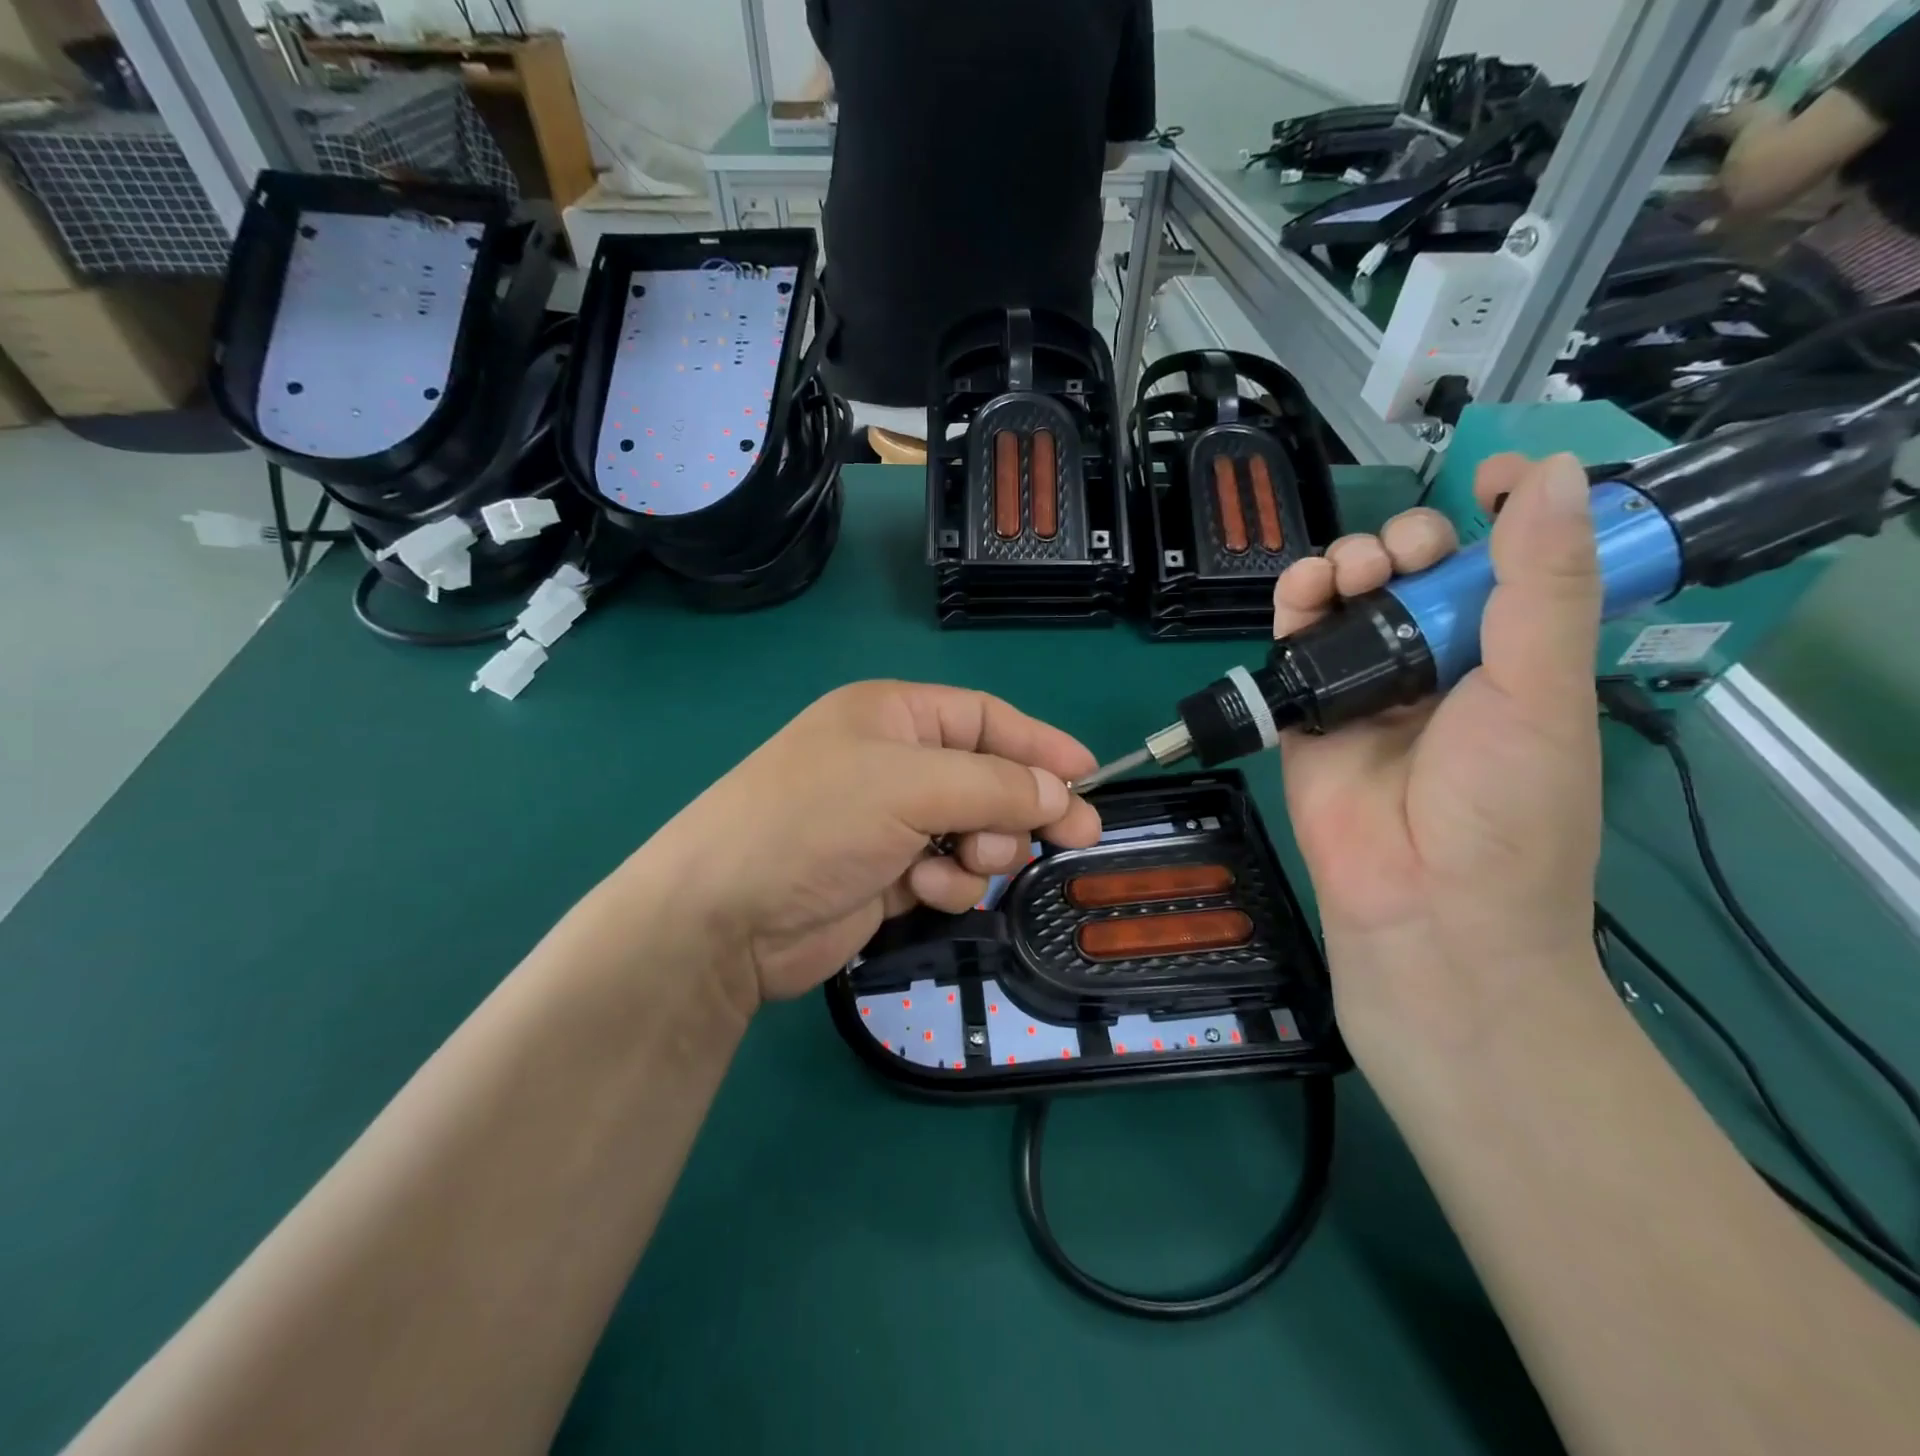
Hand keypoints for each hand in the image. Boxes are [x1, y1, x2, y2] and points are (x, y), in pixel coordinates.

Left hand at [636, 682, 1100, 1016]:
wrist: (727, 917)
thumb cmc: (817, 821)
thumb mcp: (911, 786)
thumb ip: (994, 785)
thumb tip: (1060, 792)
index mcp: (894, 717)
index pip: (986, 718)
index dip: (1040, 744)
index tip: (1089, 775)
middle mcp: (893, 762)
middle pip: (987, 776)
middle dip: (1020, 806)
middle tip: (1072, 836)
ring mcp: (888, 821)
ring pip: (973, 829)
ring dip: (982, 848)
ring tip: (968, 862)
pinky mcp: (885, 874)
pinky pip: (946, 871)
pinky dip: (947, 883)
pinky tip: (924, 891)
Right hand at [1272, 456, 1603, 1053]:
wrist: (1422, 904)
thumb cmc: (1504, 805)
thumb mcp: (1542, 690)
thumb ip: (1542, 585)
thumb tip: (1545, 474)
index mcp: (1512, 659)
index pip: (1508, 568)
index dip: (1501, 516)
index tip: (1485, 480)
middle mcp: (1439, 666)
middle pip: (1416, 576)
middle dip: (1407, 544)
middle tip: (1405, 557)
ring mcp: (1369, 689)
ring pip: (1350, 602)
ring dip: (1347, 566)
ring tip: (1350, 573)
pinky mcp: (1308, 712)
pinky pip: (1296, 645)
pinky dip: (1294, 607)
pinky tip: (1301, 592)